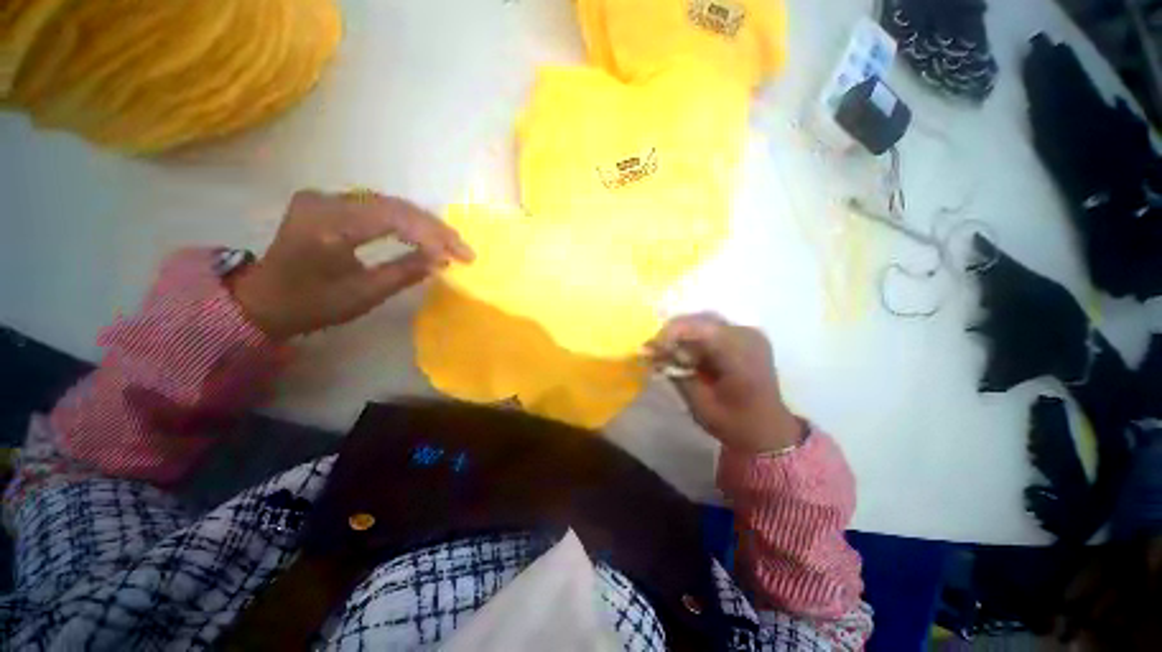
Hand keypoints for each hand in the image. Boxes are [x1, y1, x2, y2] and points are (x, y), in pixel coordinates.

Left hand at [232, 190, 473, 338]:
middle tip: (463, 249)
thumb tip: (442, 261)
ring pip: (389, 203)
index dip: (432, 235)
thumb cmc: (311, 305)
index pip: (392, 218)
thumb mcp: (362, 295)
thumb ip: (404, 273)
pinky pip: (377, 207)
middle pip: (393, 206)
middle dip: (434, 228)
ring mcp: (326, 197)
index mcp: (327, 225)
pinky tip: (424, 234)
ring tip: (451, 243)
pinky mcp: (330, 202)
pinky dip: (406, 221)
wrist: (264, 300)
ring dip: (424, 224)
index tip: (461, 255)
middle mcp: (325, 200)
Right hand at [647, 313, 800, 452]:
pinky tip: (684, 349)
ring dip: (682, 332)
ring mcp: (750, 333)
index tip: (648, 348)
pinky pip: (713, 327)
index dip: (670, 333)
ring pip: (705, 320)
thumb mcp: (700, 403)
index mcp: (741, 356)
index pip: (700, 329)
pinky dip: (694, 335)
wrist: (769, 431)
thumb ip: (675, 373)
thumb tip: (649, 353)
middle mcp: (748, 336)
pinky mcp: (746, 336)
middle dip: (673, 331)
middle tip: (652, 349)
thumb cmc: (734, 423)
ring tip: (665, 349)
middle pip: (701, 320)